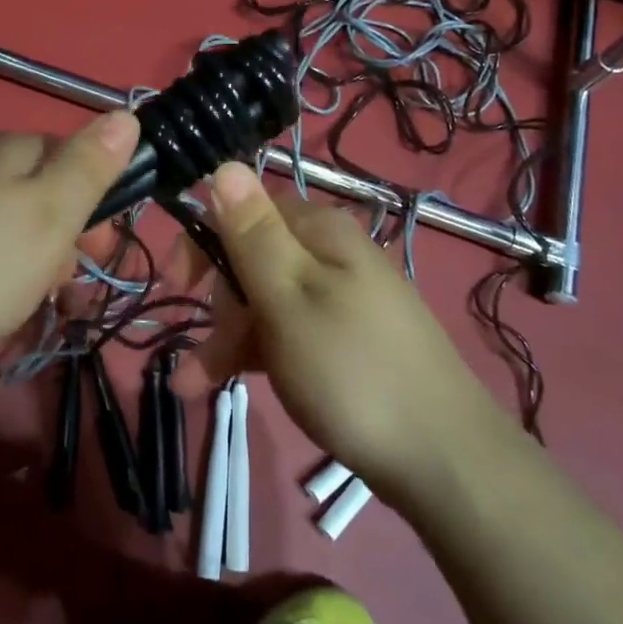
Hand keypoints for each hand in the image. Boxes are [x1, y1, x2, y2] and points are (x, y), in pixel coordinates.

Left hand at [0, 110, 140, 380]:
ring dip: (19, 268)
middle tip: (55, 296)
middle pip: (34, 195)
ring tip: (12, 316)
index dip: (95, 208)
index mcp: (8, 149)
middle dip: (56, 245)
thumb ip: (89, 166)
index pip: (72, 159)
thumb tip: (126, 113)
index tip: (96, 259)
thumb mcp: (49, 216)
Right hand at [198, 161, 496, 499]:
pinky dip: (255, 354)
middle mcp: (333, 255)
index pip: (246, 209)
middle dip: (217, 300)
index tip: (179, 285)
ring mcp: (343, 299)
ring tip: (193, 386)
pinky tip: (225, 385)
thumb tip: (224, 163)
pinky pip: (288, 333)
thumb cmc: (350, 371)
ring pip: (267, 301)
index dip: (205, 241)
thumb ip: (252, 232)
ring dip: (226, 337)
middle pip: (254, 258)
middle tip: (202, 349)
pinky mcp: (348, 341)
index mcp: (320, 231)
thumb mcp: (288, 297)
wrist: (443, 460)